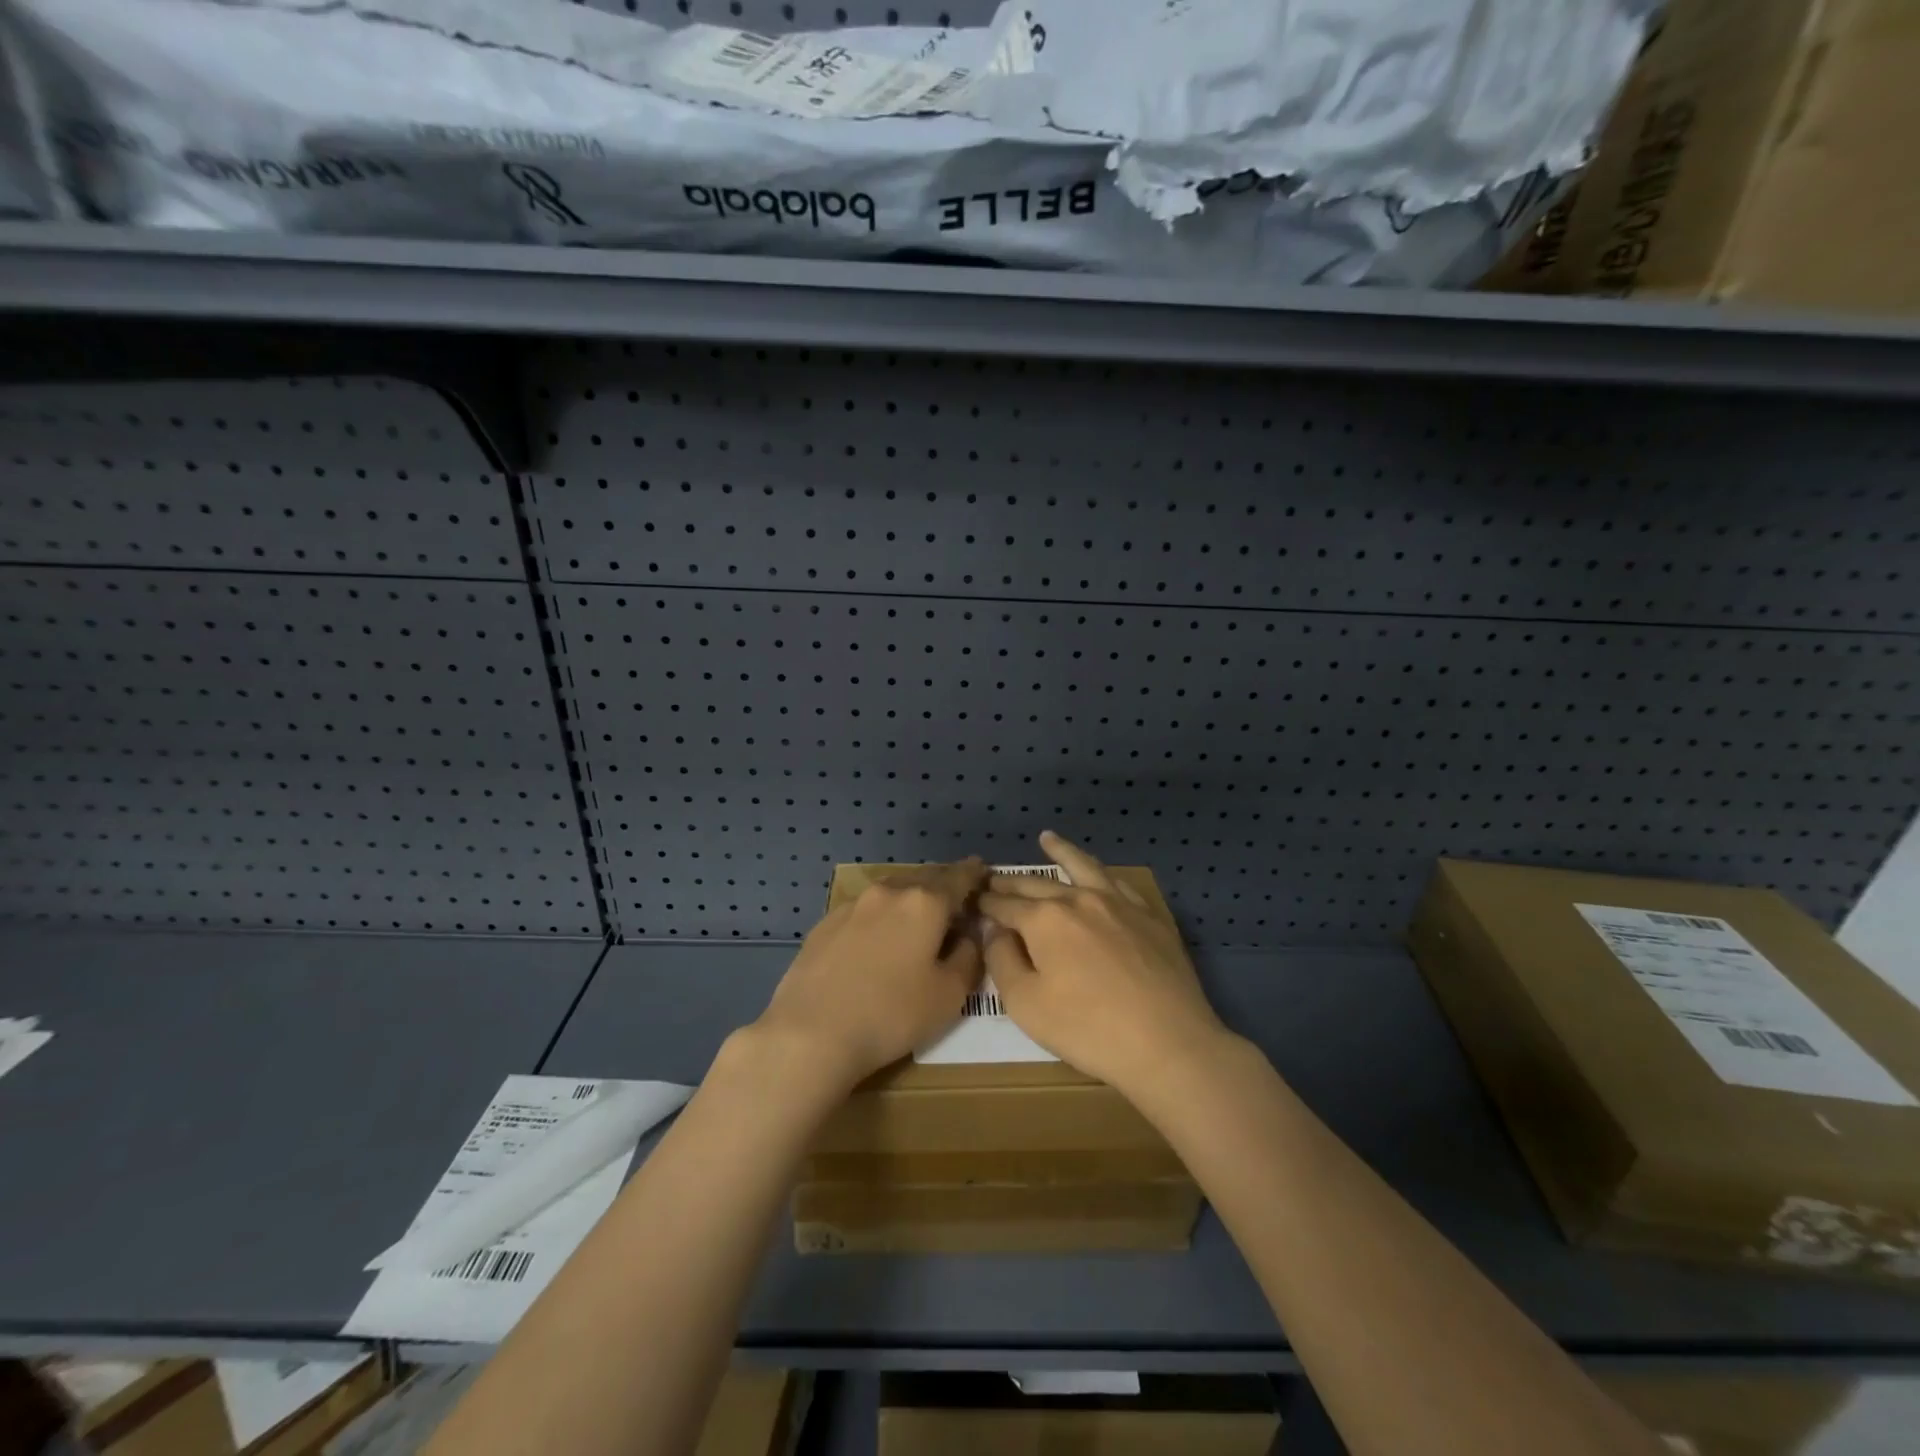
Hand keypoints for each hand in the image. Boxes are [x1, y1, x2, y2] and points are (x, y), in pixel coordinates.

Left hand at [754, 859, 987, 1091]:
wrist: (810, 1032)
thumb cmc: (891, 1014)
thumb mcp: (949, 995)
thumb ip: (969, 957)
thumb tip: (969, 935)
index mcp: (925, 902)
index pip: (959, 877)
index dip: (974, 874)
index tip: (983, 871)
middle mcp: (889, 892)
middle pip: (924, 881)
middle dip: (942, 888)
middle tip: (953, 906)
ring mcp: (853, 905)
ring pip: (892, 893)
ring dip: (909, 902)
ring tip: (915, 923)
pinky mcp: (825, 923)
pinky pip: (865, 911)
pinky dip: (880, 918)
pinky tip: (876, 942)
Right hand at [980, 832, 1229, 1098]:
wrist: (1168, 1043)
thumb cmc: (1088, 1029)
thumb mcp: (1026, 1004)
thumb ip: (1002, 960)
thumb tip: (995, 930)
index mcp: (1044, 919)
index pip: (1005, 905)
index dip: (986, 904)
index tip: (973, 901)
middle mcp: (1078, 898)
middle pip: (1037, 883)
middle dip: (1011, 882)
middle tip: (994, 878)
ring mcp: (1118, 903)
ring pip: (1082, 867)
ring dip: (1061, 852)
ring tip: (1047, 838)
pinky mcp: (1149, 916)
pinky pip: (1118, 883)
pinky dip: (1100, 871)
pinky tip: (1097, 873)